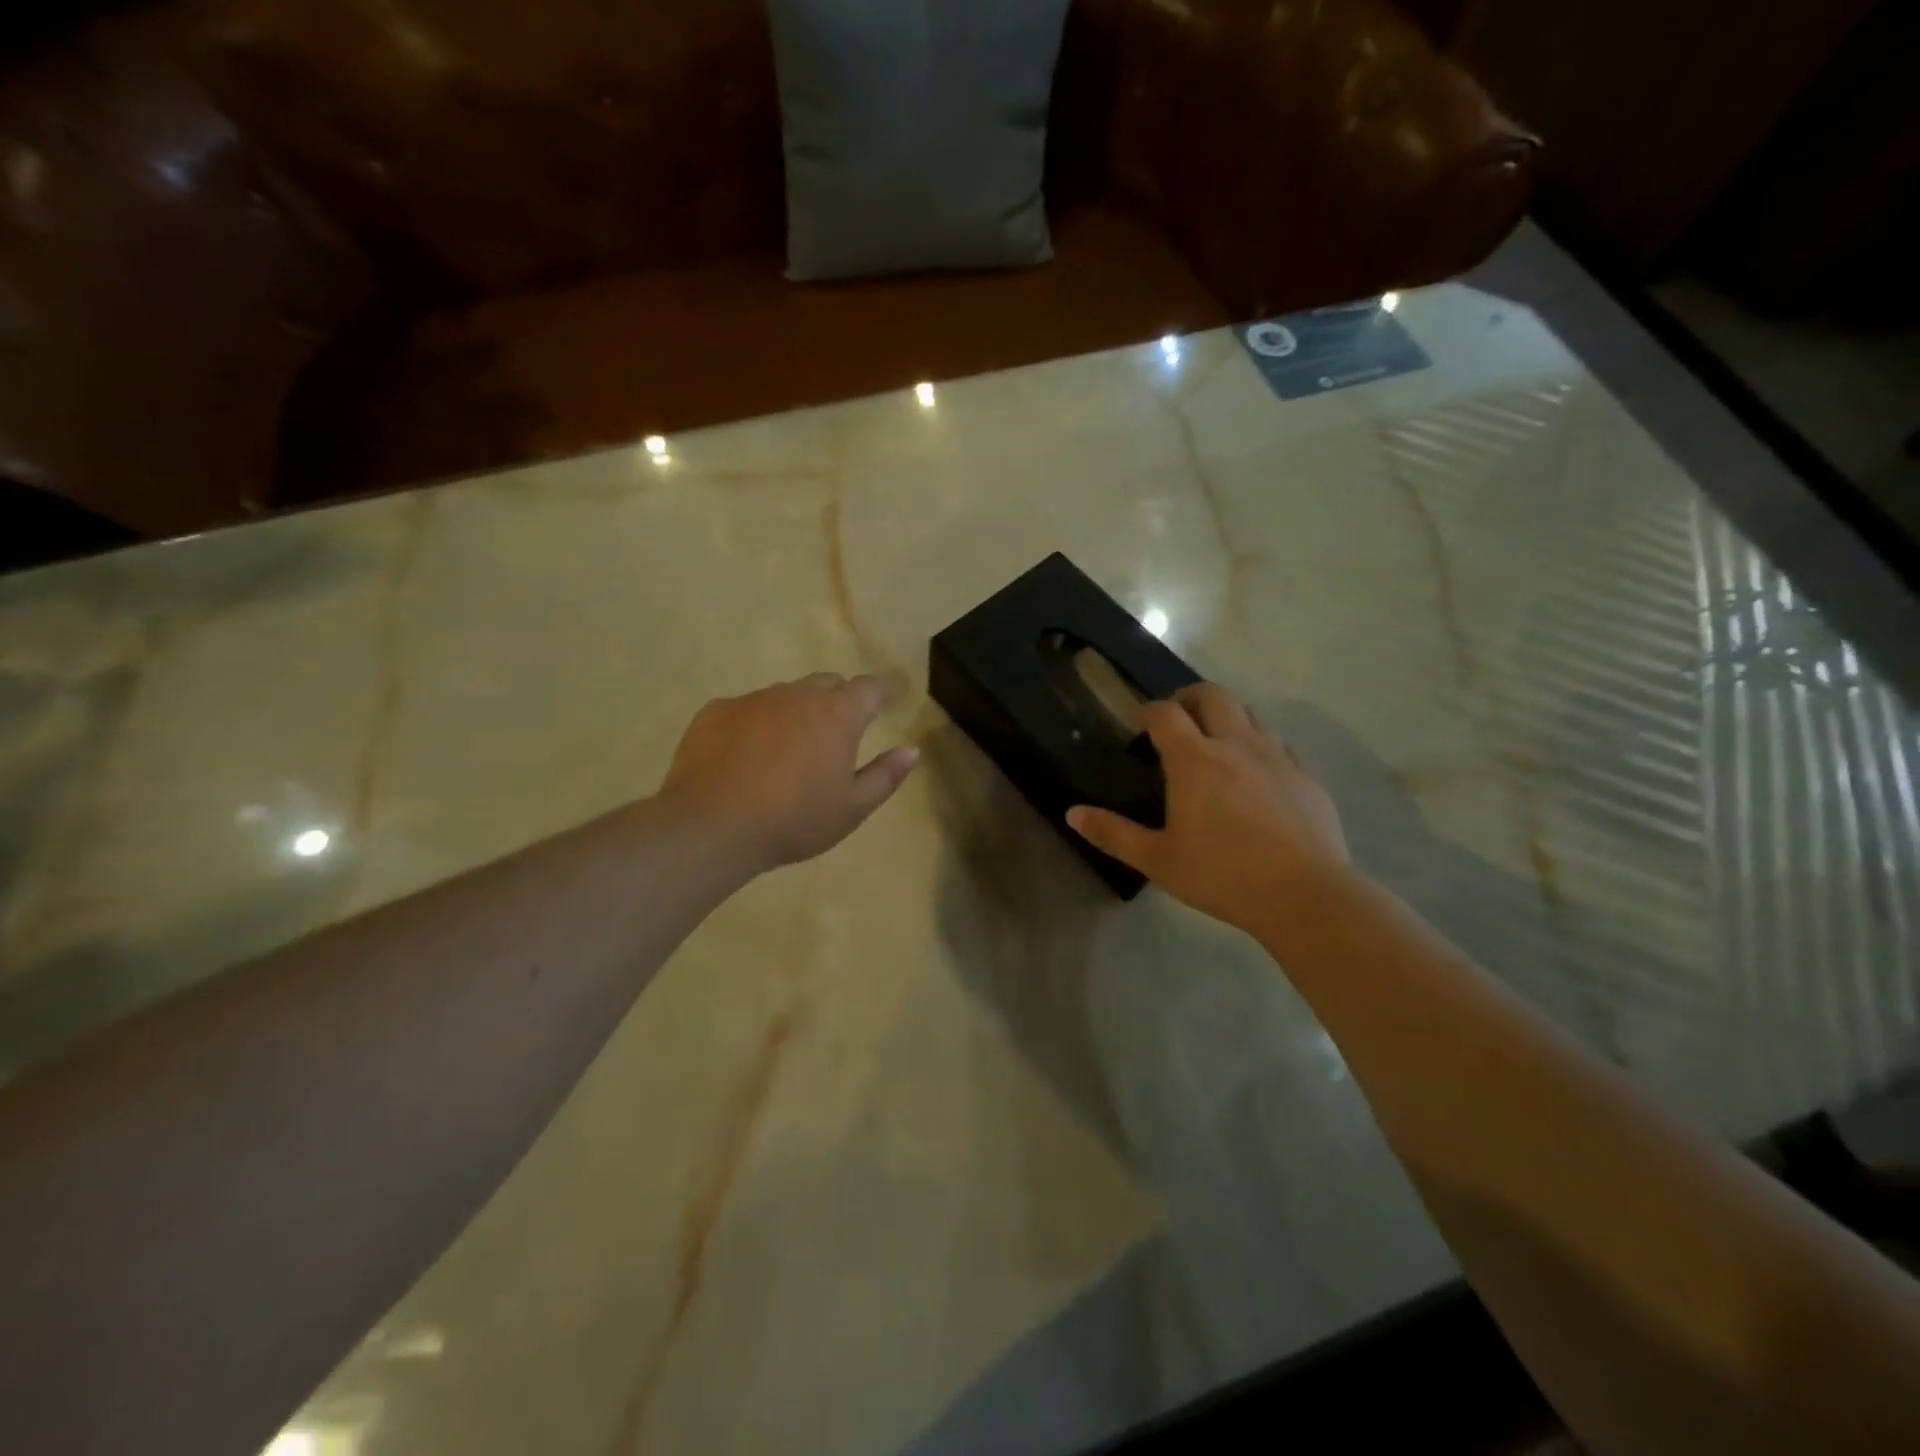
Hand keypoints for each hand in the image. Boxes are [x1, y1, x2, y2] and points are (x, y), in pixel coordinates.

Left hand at [661, 673, 918, 874]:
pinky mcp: (716, 710)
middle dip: (838, 700)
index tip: (886, 701)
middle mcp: (797, 695)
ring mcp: (753, 699)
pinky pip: (746, 708)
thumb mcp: (852, 808)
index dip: (880, 692)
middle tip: (838, 731)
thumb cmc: (794, 820)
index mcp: (837, 715)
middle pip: (827, 684)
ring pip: (785, 695)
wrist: (712, 826)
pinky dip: (755, 724)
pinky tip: (746, 756)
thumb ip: (885, 775)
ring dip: (796, 712)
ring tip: (789, 749)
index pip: (868, 688)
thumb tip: (911, 750)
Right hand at [1067, 683, 1356, 943]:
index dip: (1147, 711)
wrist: (1304, 895)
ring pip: (1250, 713)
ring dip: (1226, 716)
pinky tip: (1256, 773)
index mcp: (1194, 760)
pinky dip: (1260, 744)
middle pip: (1212, 695)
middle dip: (1188, 697)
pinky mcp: (1306, 776)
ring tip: (1215, 741)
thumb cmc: (1222, 875)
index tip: (1137, 723)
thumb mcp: (1158, 860)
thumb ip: (1114, 833)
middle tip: (1176, 718)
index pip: (1164, 714)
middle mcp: (1235, 745)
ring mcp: (1276, 757)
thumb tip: (1072, 813)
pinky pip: (1279, 743)